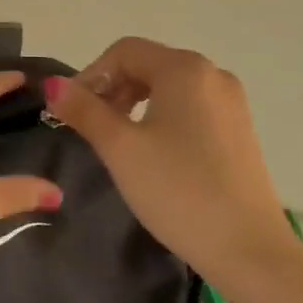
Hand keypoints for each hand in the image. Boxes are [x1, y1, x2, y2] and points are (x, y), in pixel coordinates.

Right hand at [47, 38, 295, 283]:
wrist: (250, 251)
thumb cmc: (178, 191)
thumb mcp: (120, 149)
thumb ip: (84, 110)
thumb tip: (53, 84)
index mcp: (184, 69)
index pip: (124, 51)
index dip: (91, 74)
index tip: (70, 111)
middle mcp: (212, 74)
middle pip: (148, 64)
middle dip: (113, 88)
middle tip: (89, 126)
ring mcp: (231, 102)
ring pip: (169, 87)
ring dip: (135, 103)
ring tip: (117, 140)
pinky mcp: (239, 130)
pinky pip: (190, 107)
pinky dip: (162, 117)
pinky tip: (153, 152)